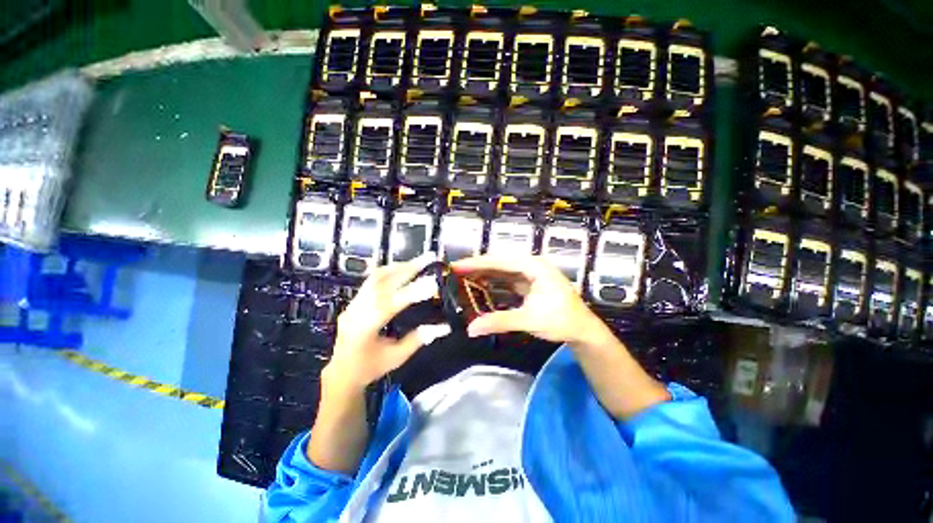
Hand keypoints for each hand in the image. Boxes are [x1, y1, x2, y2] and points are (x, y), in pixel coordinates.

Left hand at [327, 256, 450, 389]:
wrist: (342, 372)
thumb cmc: (370, 368)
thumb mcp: (397, 358)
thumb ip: (418, 339)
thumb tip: (444, 326)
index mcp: (365, 328)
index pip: (390, 304)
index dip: (412, 292)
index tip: (433, 283)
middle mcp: (356, 311)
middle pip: (383, 282)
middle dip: (408, 268)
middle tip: (429, 258)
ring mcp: (353, 303)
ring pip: (376, 277)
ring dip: (399, 267)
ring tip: (419, 261)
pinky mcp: (355, 301)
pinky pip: (372, 280)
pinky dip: (390, 271)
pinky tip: (403, 269)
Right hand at [452, 255, 605, 343]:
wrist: (582, 329)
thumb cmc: (561, 321)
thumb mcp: (529, 320)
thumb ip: (500, 322)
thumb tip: (471, 329)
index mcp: (534, 266)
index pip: (500, 261)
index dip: (477, 263)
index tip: (457, 265)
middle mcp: (532, 265)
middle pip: (499, 262)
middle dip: (478, 266)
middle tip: (456, 271)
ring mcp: (531, 273)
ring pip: (502, 269)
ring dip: (484, 273)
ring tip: (463, 277)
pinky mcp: (529, 282)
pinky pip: (507, 279)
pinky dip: (493, 281)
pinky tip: (481, 285)